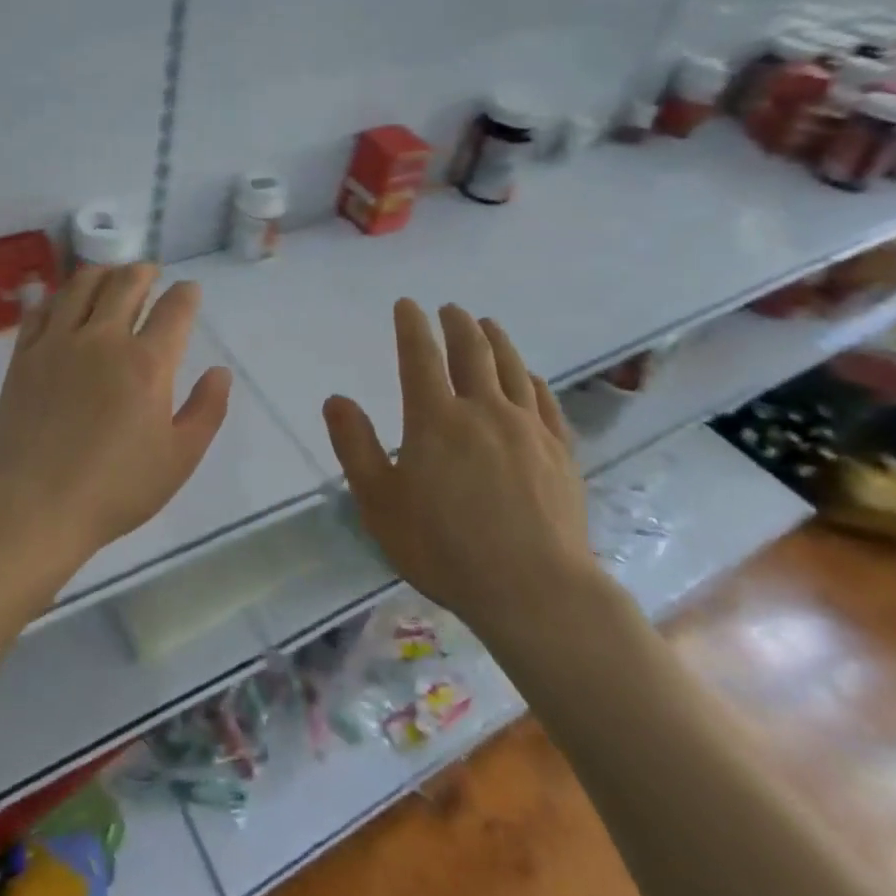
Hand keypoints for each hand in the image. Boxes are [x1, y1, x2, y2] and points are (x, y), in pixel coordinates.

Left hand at [0, 263, 232, 558]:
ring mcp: (58, 342)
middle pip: (126, 282)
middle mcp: (103, 339)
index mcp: (147, 363)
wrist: (36, 506)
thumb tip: (220, 372)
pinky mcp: (24, 355)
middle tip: (150, 274)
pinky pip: (42, 308)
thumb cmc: (116, 488)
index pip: (175, 309)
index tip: (189, 292)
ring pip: (81, 284)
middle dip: (144, 271)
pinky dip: (59, 296)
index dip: (186, 294)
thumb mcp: (180, 458)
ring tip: (111, 277)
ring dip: (103, 273)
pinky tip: (65, 303)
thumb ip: (207, 410)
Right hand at [322, 300, 603, 665]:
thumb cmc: (445, 549)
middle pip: (472, 351)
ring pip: (512, 368)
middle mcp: (484, 410)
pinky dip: (532, 380)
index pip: (420, 356)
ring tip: (487, 324)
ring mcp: (527, 428)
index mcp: (436, 419)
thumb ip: (355, 446)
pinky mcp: (560, 451)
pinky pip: (545, 401)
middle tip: (449, 309)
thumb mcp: (380, 503)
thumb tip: (336, 398)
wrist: (535, 590)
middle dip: (457, 324)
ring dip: (496, 340)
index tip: (407, 304)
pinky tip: (530, 377)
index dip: (411, 326)